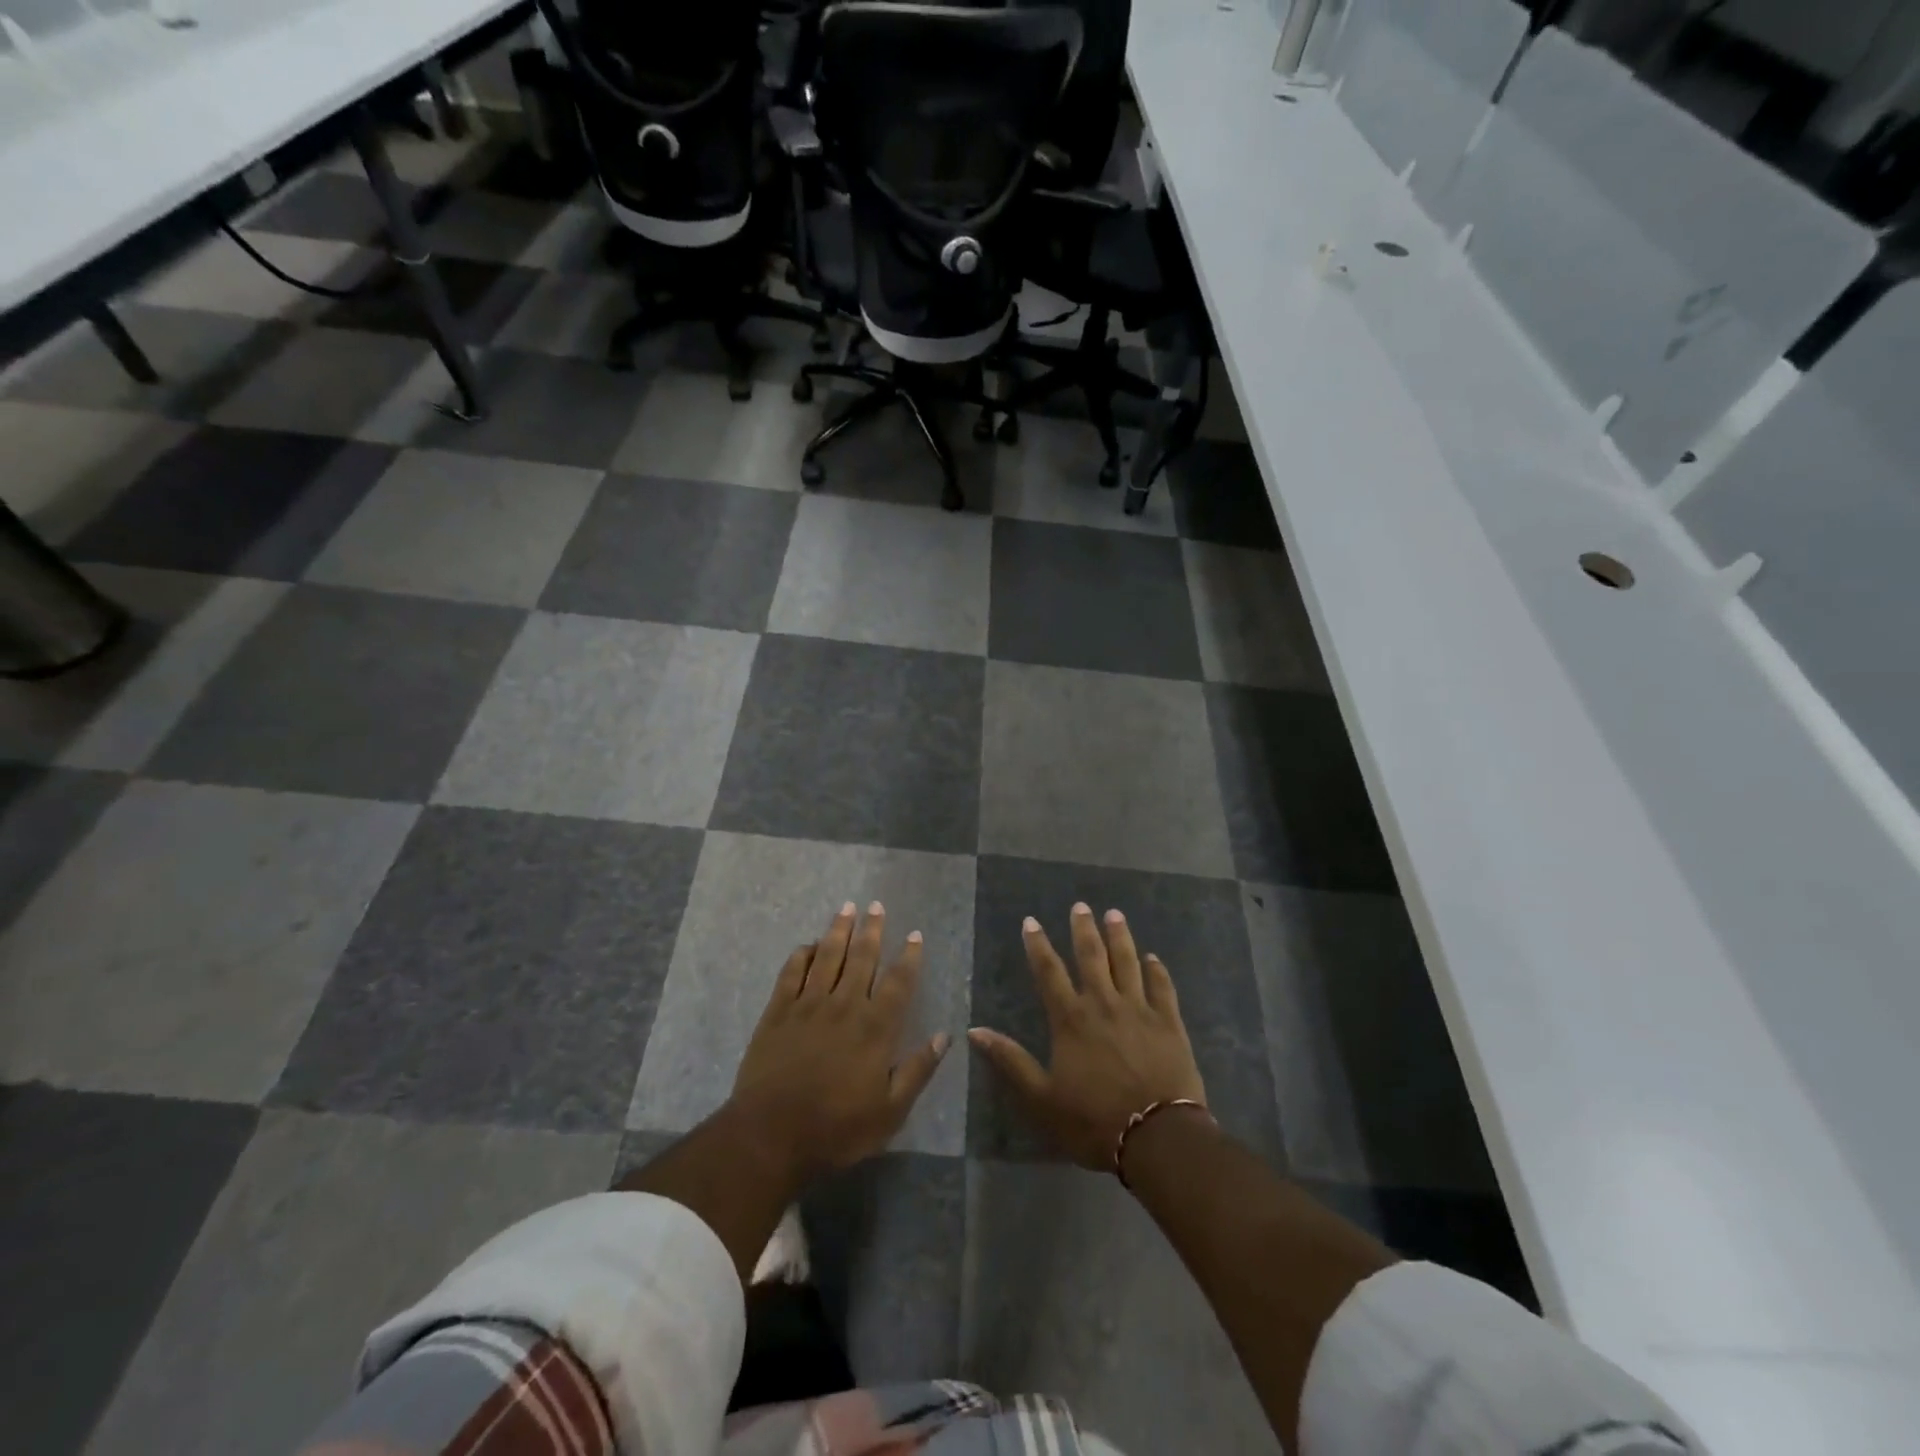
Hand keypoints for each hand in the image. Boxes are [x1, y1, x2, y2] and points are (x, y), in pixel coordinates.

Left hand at [728, 901, 948, 1179]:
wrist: (771, 1134)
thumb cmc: (836, 1128)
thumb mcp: (890, 1111)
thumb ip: (917, 1070)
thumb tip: (945, 1036)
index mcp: (875, 1028)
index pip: (898, 982)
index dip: (909, 956)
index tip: (915, 935)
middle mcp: (845, 1005)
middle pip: (862, 957)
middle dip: (872, 929)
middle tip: (877, 905)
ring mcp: (808, 1004)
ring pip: (827, 956)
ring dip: (839, 930)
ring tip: (847, 907)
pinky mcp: (778, 1011)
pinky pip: (791, 972)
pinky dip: (801, 954)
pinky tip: (807, 944)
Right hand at [968, 903, 1206, 1172]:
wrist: (1157, 1137)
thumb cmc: (1093, 1121)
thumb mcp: (1041, 1098)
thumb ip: (1010, 1061)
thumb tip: (973, 1031)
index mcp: (1071, 1019)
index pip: (1049, 972)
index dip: (1038, 945)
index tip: (1031, 921)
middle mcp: (1103, 1004)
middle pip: (1091, 957)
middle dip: (1083, 929)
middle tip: (1081, 906)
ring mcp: (1139, 1010)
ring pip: (1128, 962)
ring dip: (1120, 937)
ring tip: (1115, 914)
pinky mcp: (1169, 1023)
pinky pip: (1162, 988)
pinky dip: (1157, 971)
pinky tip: (1154, 958)